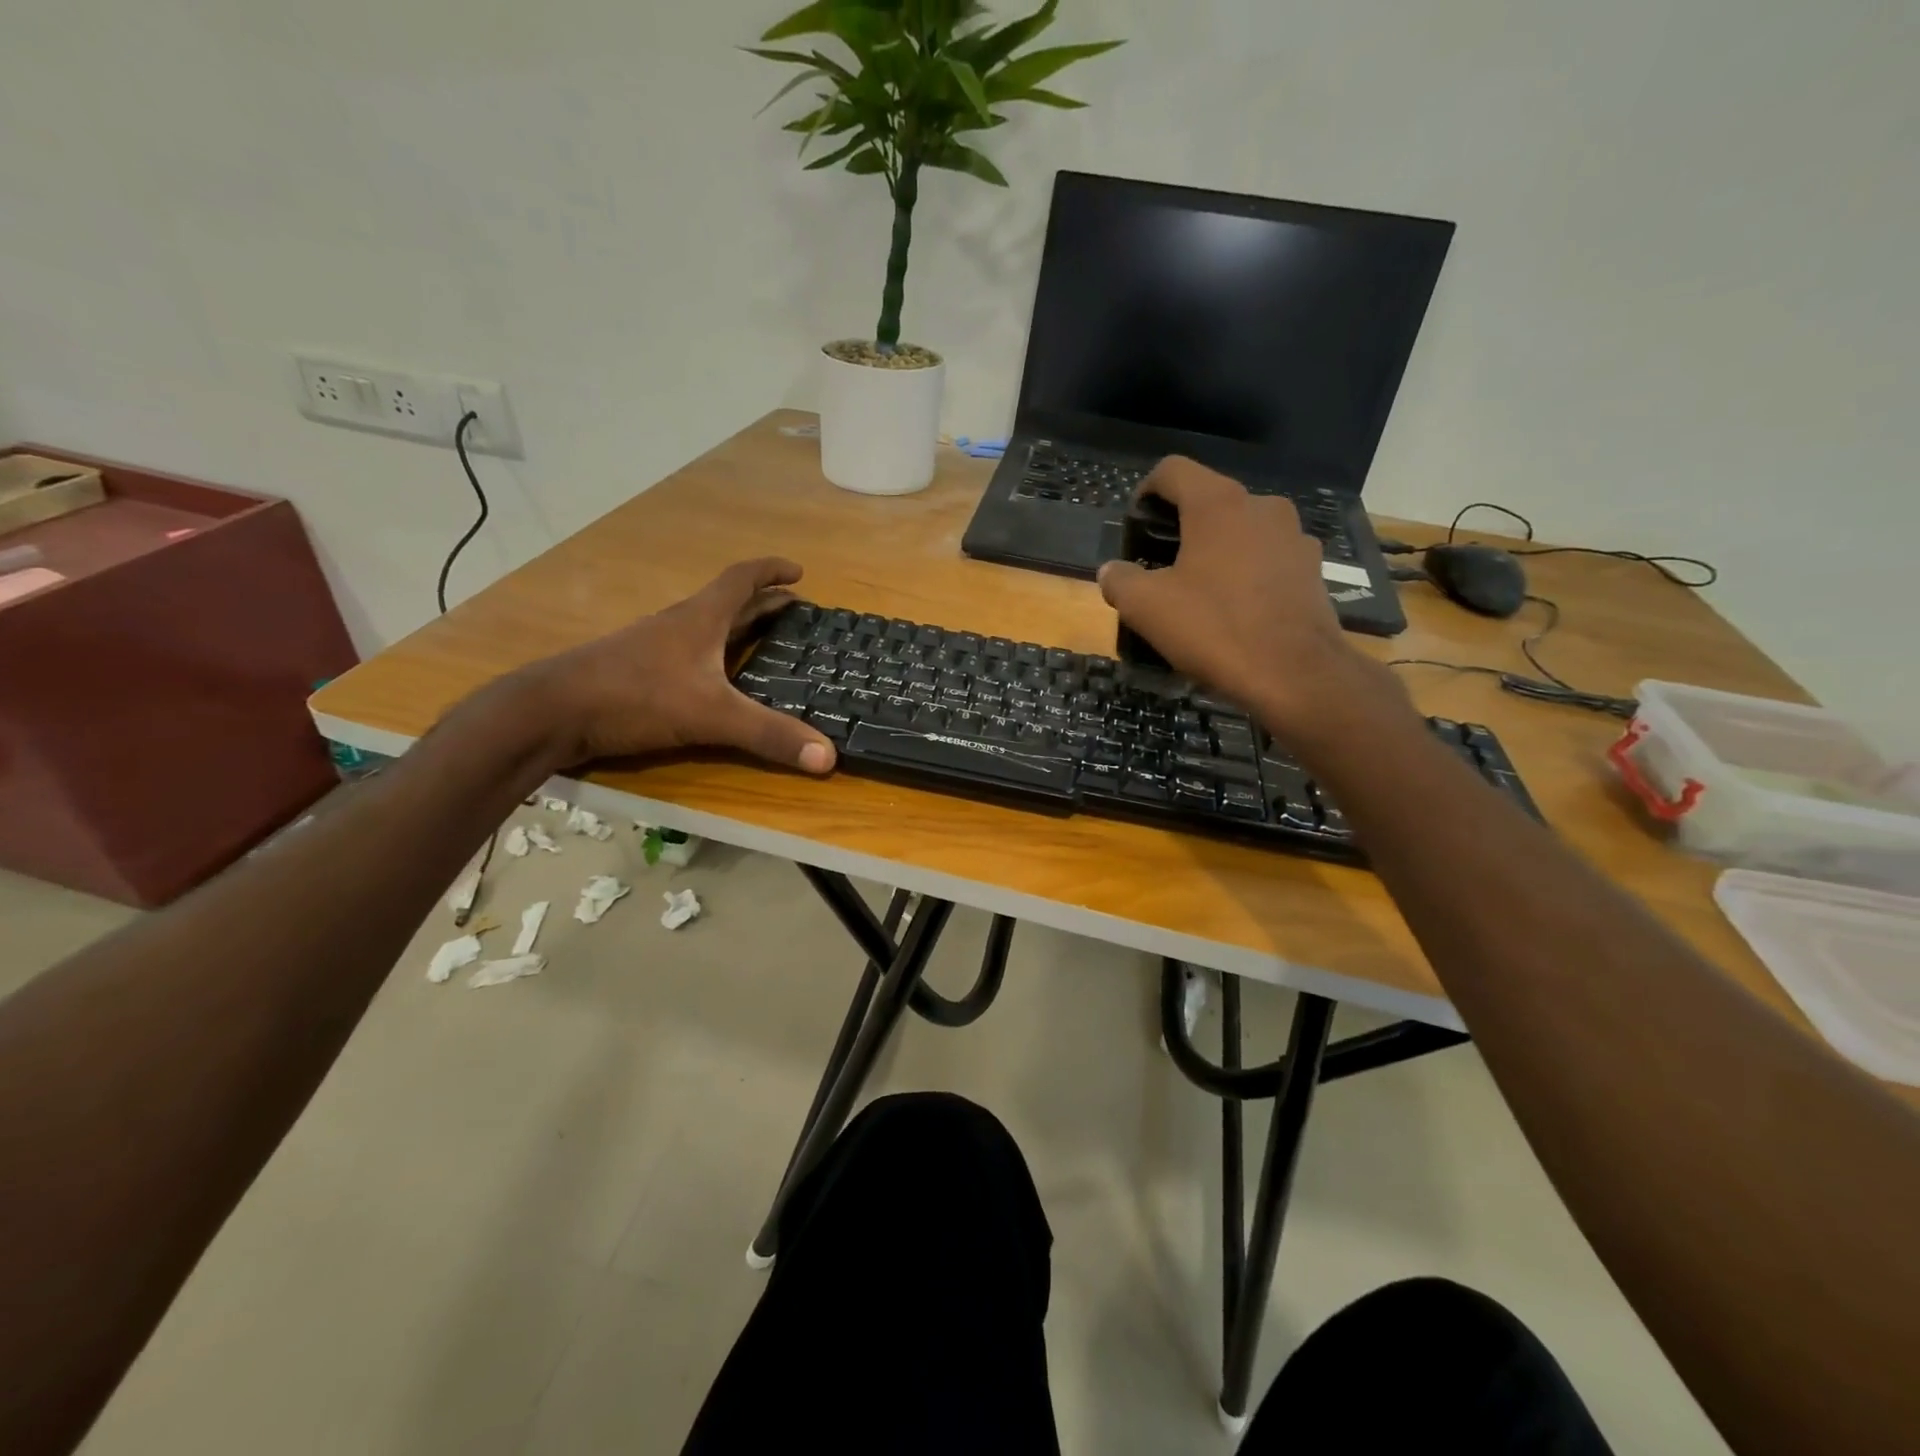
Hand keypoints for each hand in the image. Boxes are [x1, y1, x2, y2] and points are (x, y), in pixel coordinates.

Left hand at [525, 558, 835, 773]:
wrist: (552, 711)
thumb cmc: (636, 696)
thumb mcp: (712, 716)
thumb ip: (769, 734)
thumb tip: (829, 756)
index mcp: (701, 619)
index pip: (742, 580)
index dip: (771, 571)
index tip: (798, 572)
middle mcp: (679, 624)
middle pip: (728, 602)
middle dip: (764, 603)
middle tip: (794, 611)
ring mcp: (655, 647)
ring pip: (706, 627)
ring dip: (737, 627)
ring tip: (763, 641)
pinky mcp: (639, 671)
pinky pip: (689, 652)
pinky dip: (714, 654)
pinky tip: (715, 678)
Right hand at [1097, 458, 1400, 740]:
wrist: (1295, 674)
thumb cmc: (1215, 629)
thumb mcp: (1146, 607)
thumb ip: (1120, 580)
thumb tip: (1111, 571)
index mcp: (1217, 504)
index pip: (1172, 470)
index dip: (1145, 492)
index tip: (1135, 529)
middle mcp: (1261, 506)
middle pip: (1209, 501)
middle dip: (1180, 528)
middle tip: (1160, 568)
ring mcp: (1293, 537)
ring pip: (1241, 531)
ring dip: (1216, 551)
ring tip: (1199, 593)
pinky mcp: (1312, 569)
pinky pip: (1267, 559)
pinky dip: (1245, 573)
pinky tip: (1234, 611)